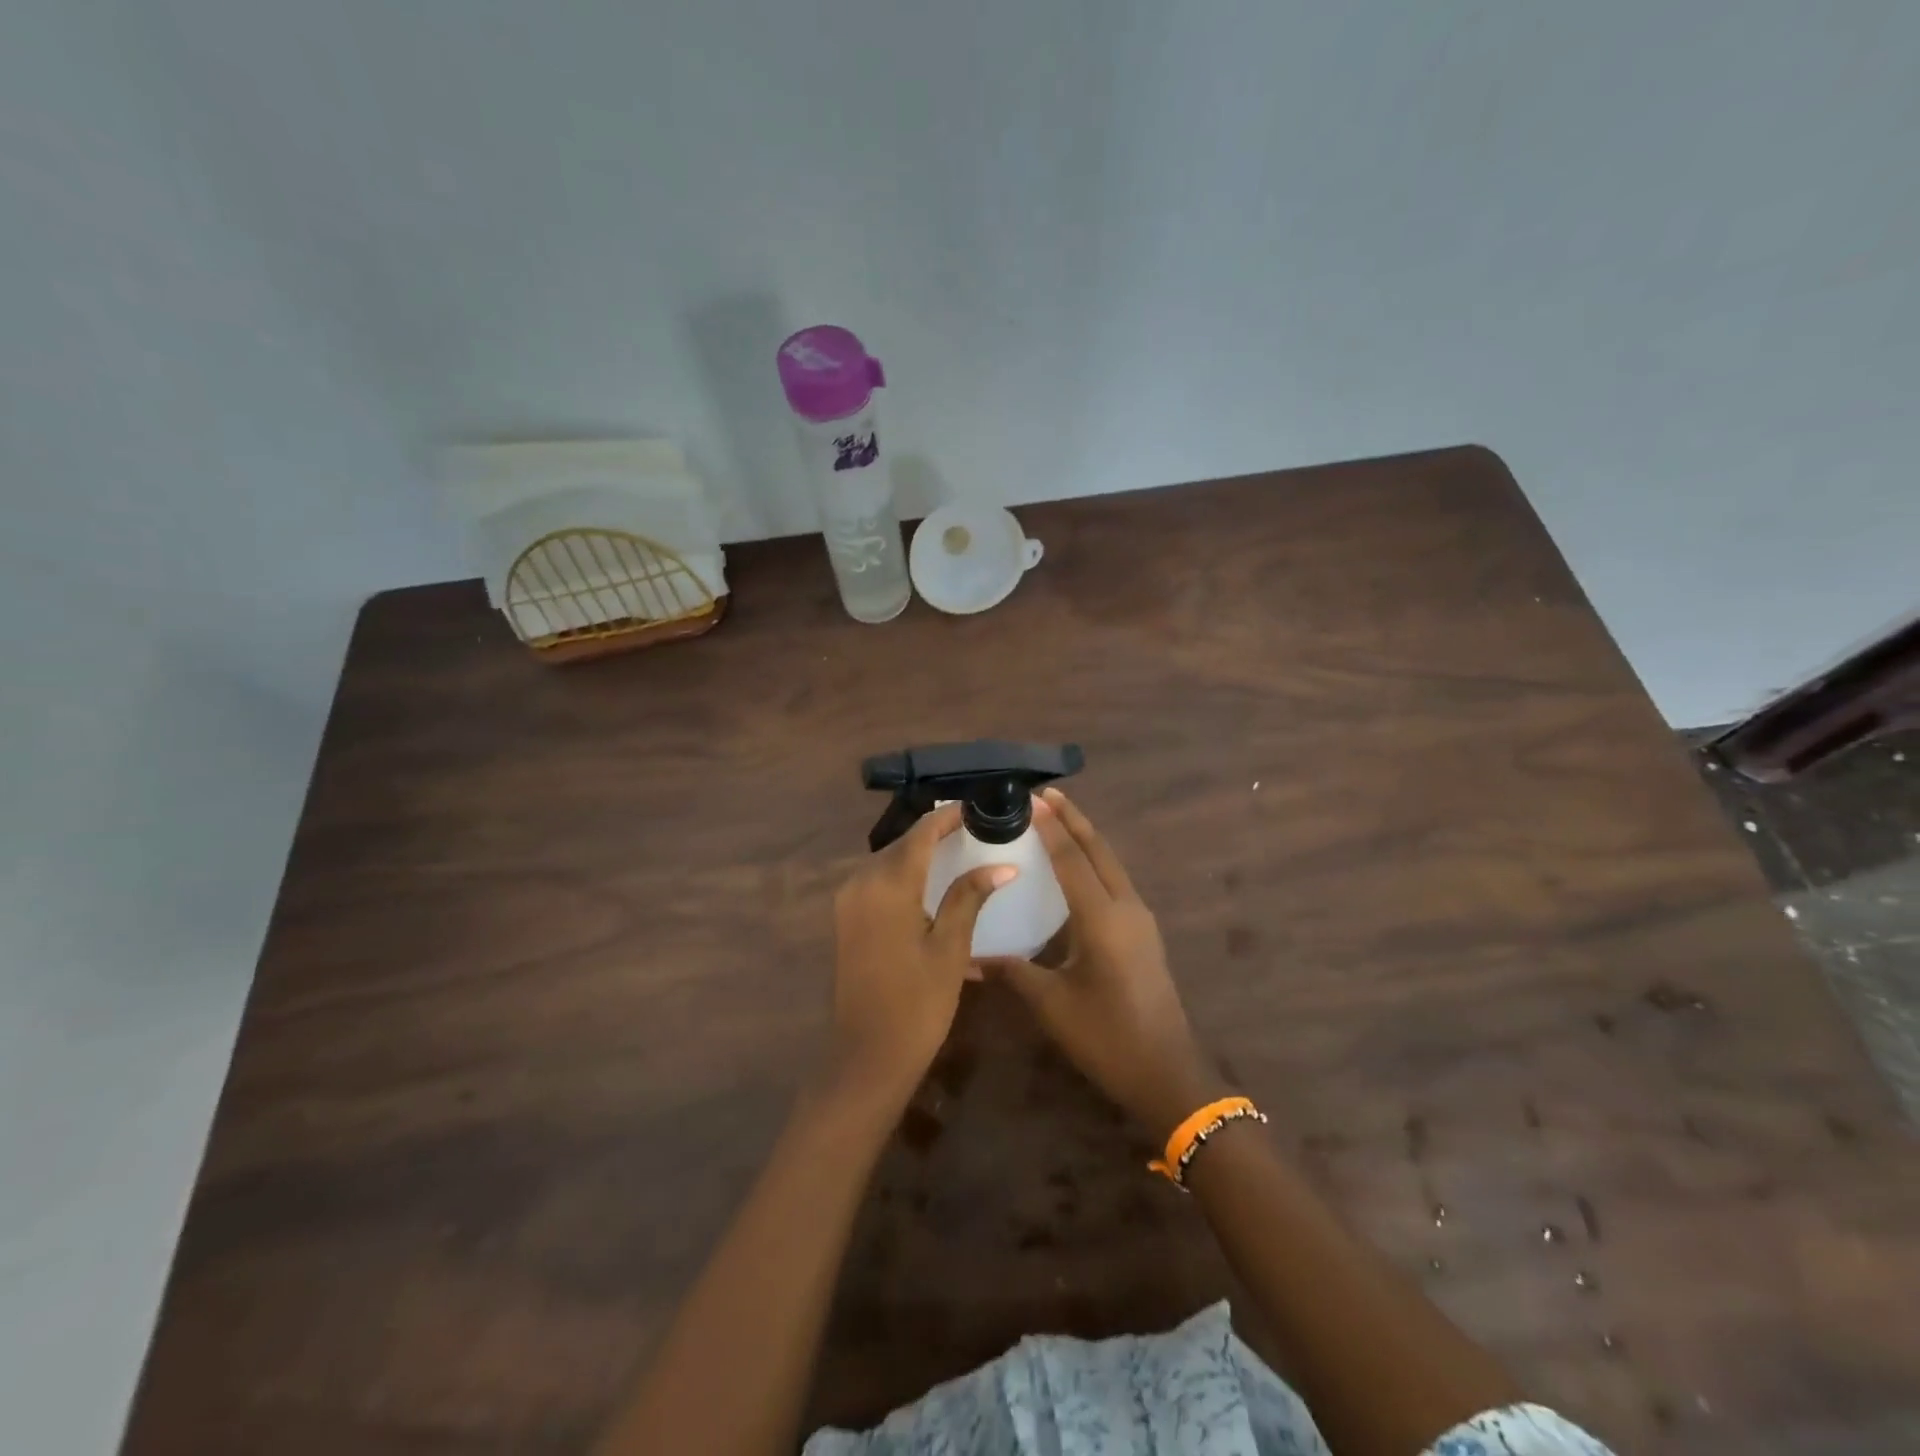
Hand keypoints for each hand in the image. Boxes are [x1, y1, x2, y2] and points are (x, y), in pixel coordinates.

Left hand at [824, 803, 1013, 1112]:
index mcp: (888, 884)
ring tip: (956, 853)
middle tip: (972, 830)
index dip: (948, 817)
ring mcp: (848, 902)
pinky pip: (877, 884)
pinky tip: (931, 889)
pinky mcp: (846, 921)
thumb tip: (1003, 865)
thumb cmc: (918, 1003)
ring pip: (888, 863)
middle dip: (934, 834)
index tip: (976, 808)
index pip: (921, 833)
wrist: (867, 1057)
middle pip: (902, 845)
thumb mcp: (951, 947)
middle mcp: (861, 882)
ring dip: (918, 856)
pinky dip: (904, 878)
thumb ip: (970, 897)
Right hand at [984, 789, 1221, 1139]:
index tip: (1030, 798)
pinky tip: (1079, 867)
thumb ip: (1011, 972)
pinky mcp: (1144, 933)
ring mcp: (1140, 919)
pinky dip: (1095, 861)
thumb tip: (968, 959)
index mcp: (1102, 918)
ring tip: (1059, 818)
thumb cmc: (1106, 1038)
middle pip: (1099, 850)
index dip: (1050, 827)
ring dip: (1086, 837)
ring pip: (1111, 863)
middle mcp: (1126, 908)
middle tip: (1046, 794)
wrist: (1167, 1074)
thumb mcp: (1051, 1005)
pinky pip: (1116, 881)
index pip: (1071, 859)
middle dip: (1073, 819)